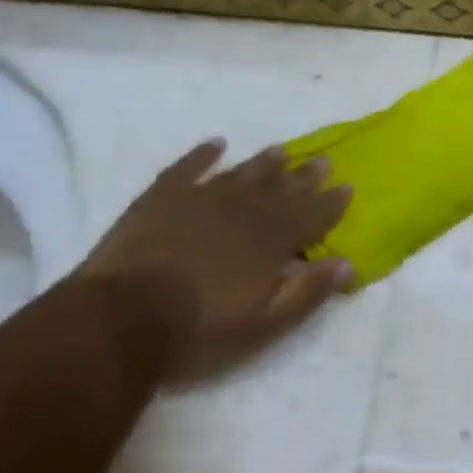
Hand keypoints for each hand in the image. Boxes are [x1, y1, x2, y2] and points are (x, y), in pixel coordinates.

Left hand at [78, 139, 352, 381]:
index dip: (331, 203)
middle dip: (305, 177)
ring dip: (264, 163)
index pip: (312, 216)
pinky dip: (203, 155)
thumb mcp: (264, 324)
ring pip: (242, 173)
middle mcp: (244, 210)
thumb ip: (307, 292)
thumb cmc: (200, 329)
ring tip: (281, 150)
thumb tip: (347, 264)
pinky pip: (188, 167)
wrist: (124, 316)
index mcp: (271, 240)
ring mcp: (202, 198)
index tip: (346, 187)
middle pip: (282, 189)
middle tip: (322, 160)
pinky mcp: (163, 197)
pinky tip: (216, 144)